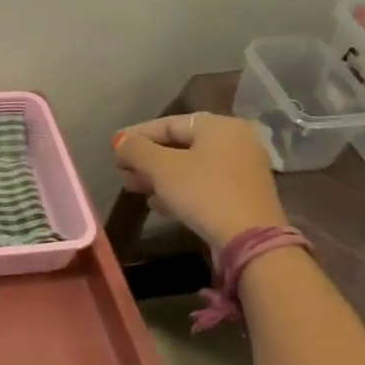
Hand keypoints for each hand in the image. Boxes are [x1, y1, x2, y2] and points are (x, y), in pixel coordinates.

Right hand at [113, 112, 288, 252]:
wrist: (250, 240)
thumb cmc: (204, 193)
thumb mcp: (162, 168)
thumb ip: (136, 149)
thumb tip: (120, 141)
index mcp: (219, 126)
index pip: (168, 124)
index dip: (137, 135)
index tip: (114, 148)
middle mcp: (234, 142)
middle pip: (179, 146)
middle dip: (146, 160)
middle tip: (122, 172)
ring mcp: (240, 170)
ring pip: (189, 167)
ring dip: (158, 177)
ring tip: (134, 188)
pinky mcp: (241, 196)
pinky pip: (202, 185)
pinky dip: (178, 190)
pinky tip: (157, 204)